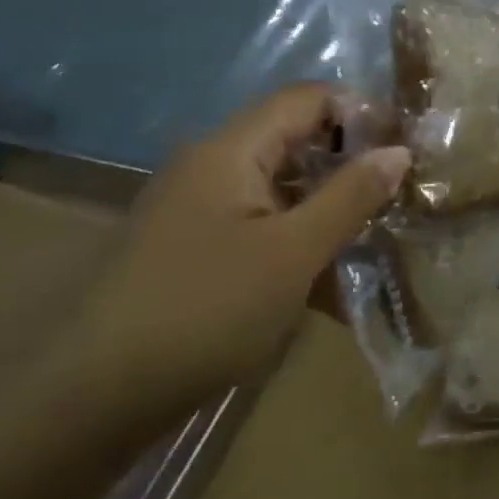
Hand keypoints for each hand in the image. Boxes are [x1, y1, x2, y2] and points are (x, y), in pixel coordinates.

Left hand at [56, 84, 408, 436]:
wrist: (90, 400)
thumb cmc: (204, 310)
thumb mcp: (293, 253)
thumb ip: (350, 197)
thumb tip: (399, 151)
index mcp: (231, 150)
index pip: (308, 98)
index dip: (362, 113)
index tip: (408, 151)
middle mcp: (212, 167)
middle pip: (296, 141)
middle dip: (352, 165)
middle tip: (401, 198)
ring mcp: (200, 210)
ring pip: (282, 189)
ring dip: (330, 209)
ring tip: (379, 241)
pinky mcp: (195, 250)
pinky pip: (261, 227)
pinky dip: (299, 243)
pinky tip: (330, 284)